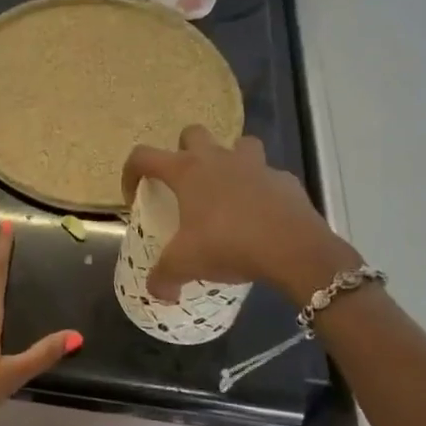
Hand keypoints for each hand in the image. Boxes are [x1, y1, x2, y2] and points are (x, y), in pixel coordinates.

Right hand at [121, 126, 357, 299]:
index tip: (136, 196)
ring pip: (238, 144)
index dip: (132, 172)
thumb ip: (163, 277)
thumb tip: (156, 292)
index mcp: (187, 171)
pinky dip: (262, 189)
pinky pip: (269, 175)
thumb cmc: (229, 245)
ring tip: (227, 189)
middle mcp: (218, 158)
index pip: (143, 156)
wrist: (294, 249)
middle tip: (186, 184)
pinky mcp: (284, 180)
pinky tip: (261, 214)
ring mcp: (255, 165)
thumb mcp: (186, 265)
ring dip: (229, 160)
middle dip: (185, 151)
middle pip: (192, 133)